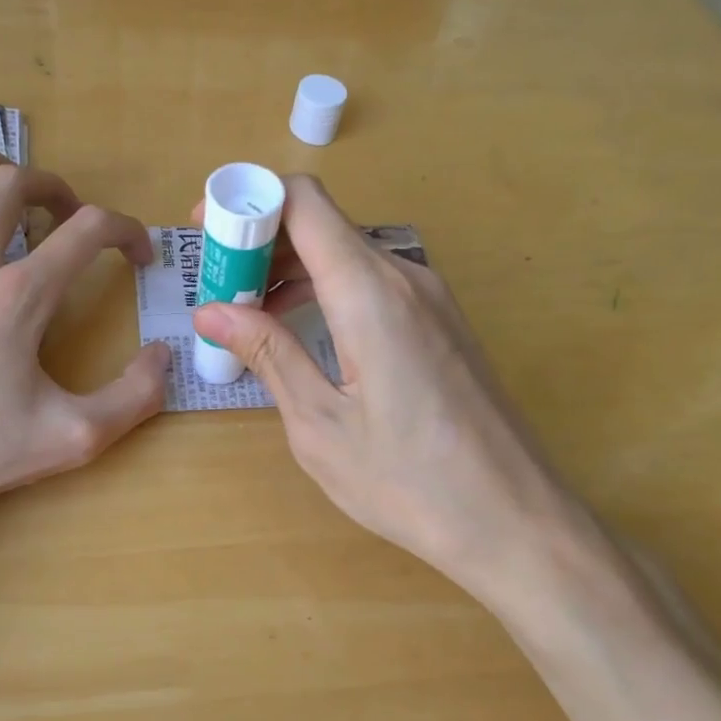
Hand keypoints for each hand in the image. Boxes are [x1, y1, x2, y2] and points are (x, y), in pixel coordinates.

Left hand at [0, 148, 169, 571]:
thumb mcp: (72, 439)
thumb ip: (133, 398)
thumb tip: (163, 356)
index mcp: (20, 298)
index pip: (89, 232)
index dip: (127, 231)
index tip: (139, 255)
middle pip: (13, 188)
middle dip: (54, 187)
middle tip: (69, 213)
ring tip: (4, 175)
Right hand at [192, 176, 573, 587]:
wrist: (513, 519)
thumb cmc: (408, 480)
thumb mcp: (320, 423)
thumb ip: (268, 353)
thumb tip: (212, 311)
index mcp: (370, 292)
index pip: (303, 201)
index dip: (247, 201)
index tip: (207, 234)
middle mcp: (406, 276)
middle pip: (323, 223)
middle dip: (262, 242)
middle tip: (218, 288)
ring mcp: (431, 297)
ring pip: (348, 253)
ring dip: (293, 269)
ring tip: (249, 313)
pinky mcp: (442, 322)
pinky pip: (374, 282)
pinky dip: (328, 289)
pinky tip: (302, 329)